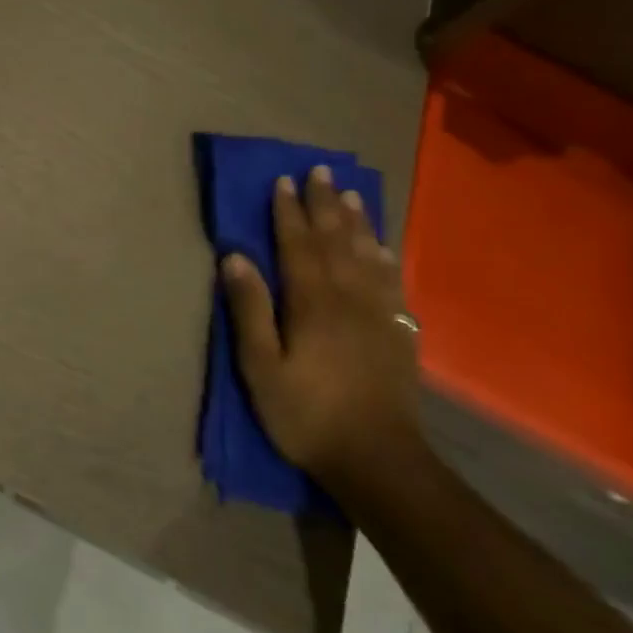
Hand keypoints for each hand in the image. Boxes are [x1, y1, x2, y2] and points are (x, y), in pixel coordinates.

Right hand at [223, 165, 421, 488]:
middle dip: (324, 203)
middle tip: (320, 170)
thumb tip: (234, 256)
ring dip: (356, 221)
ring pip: (367, 254)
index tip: (283, 180)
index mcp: (312, 302)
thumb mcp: (261, 367)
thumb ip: (249, 309)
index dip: (288, 211)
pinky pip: (392, 282)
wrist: (380, 462)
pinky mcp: (398, 334)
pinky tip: (382, 246)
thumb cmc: (307, 414)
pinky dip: (385, 257)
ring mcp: (379, 314)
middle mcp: (348, 297)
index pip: (297, 244)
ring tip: (350, 193)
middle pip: (335, 240)